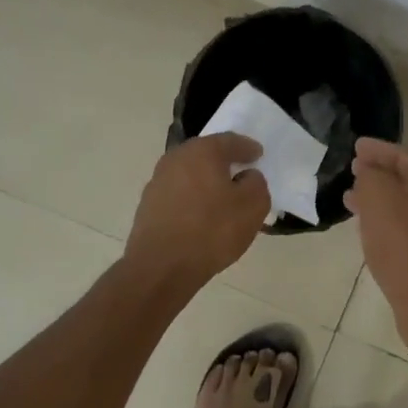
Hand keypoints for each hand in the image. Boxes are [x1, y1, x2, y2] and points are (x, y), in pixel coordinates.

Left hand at [124, 134, 269, 294]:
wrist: (161, 267)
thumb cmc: (212, 230)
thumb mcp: (252, 206)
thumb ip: (256, 183)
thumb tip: (246, 177)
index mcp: (202, 151)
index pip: (230, 141)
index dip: (248, 148)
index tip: (259, 155)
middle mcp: (176, 158)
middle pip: (206, 154)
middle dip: (225, 162)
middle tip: (241, 172)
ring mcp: (157, 182)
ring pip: (190, 174)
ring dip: (206, 181)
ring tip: (222, 198)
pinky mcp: (148, 205)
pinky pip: (179, 194)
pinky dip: (193, 199)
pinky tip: (202, 216)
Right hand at [345, 137, 407, 330]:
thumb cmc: (404, 247)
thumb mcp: (379, 201)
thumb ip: (371, 177)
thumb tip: (370, 172)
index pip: (404, 155)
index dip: (377, 150)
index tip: (355, 146)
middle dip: (379, 174)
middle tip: (353, 172)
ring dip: (381, 200)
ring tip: (352, 202)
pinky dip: (390, 221)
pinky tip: (372, 231)